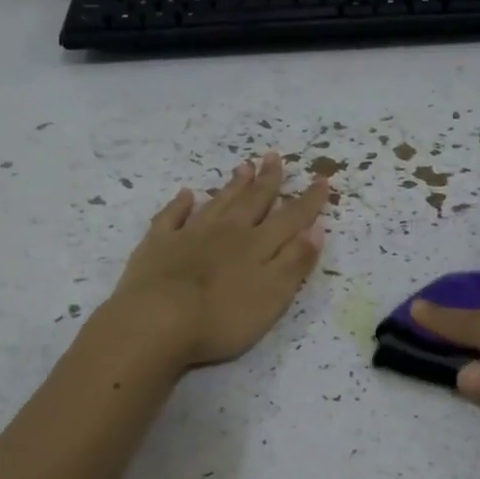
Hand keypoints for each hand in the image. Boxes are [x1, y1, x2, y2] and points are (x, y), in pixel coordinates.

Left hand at [106, 154, 328, 368]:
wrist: (157, 321)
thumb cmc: (222, 318)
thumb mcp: (272, 296)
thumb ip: (294, 262)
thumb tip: (315, 229)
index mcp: (257, 246)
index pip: (290, 219)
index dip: (308, 201)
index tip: (322, 180)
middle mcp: (226, 232)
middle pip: (252, 202)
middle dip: (267, 181)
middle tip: (274, 157)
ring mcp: (189, 235)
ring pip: (217, 203)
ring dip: (232, 186)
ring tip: (243, 166)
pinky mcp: (158, 245)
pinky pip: (171, 217)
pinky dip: (180, 204)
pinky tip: (186, 194)